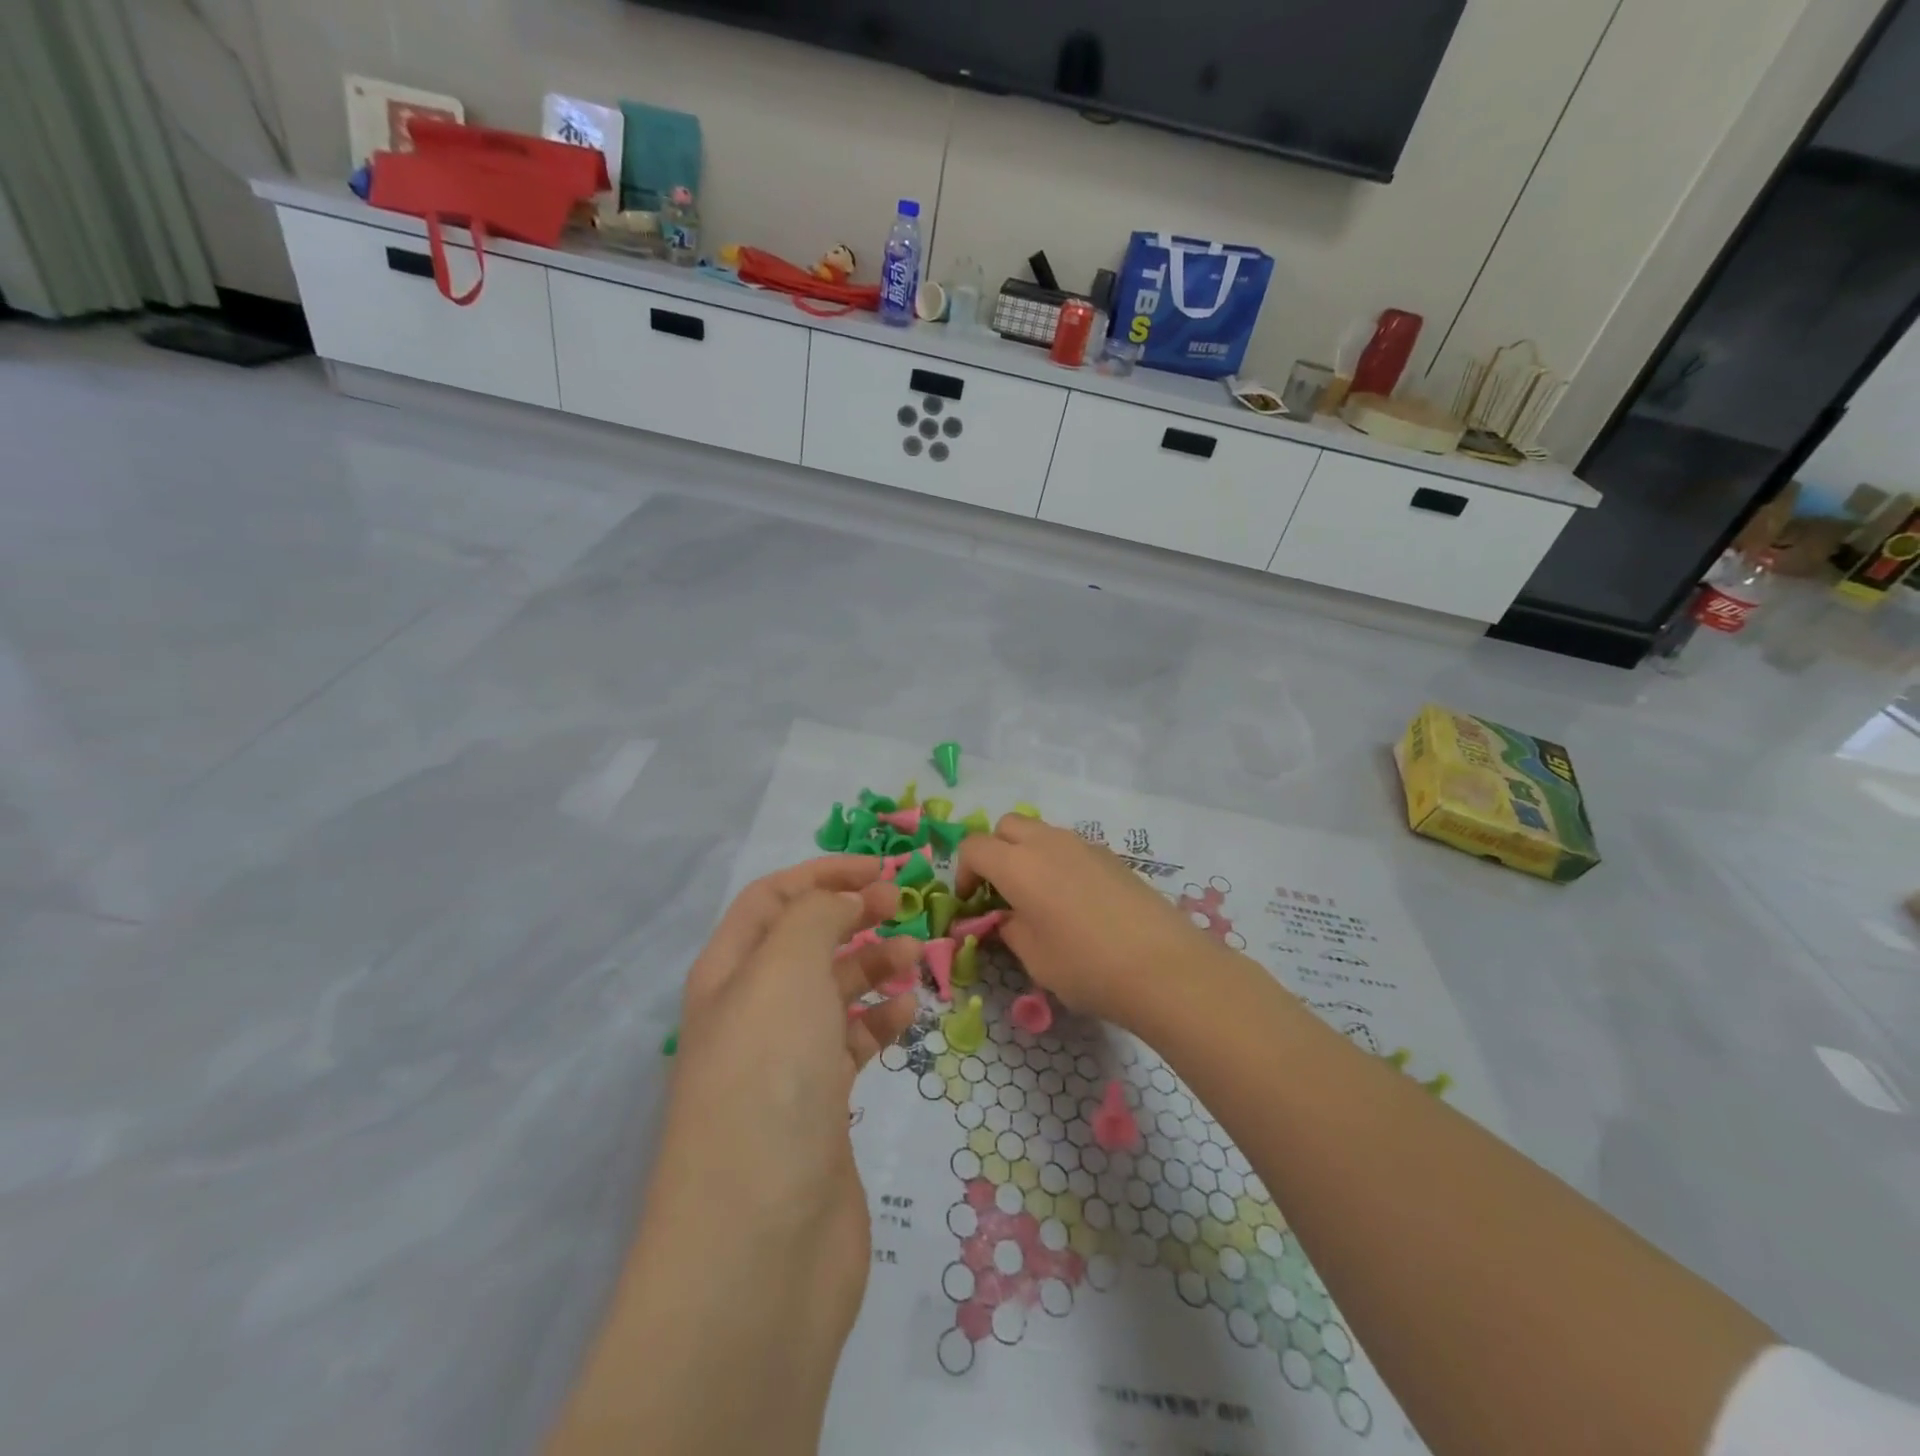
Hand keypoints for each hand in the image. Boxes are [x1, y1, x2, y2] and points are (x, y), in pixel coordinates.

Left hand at [650, 857, 919, 1340]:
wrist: (759, 1245)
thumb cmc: (767, 1080)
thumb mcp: (784, 971)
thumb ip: (817, 915)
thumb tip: (846, 899)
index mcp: (728, 974)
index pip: (772, 899)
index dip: (824, 872)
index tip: (882, 868)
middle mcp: (750, 1012)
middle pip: (805, 941)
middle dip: (853, 913)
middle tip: (906, 907)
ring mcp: (783, 1062)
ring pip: (832, 990)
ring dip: (872, 965)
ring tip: (914, 960)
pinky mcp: (818, 1106)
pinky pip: (851, 1042)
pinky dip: (879, 1020)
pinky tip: (906, 1015)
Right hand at [957, 814, 1228, 1030]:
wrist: (1164, 967)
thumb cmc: (1086, 966)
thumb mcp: (1033, 957)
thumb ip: (1009, 929)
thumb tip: (1005, 918)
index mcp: (1019, 864)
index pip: (974, 847)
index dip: (963, 872)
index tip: (971, 903)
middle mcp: (1048, 842)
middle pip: (1007, 826)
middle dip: (995, 852)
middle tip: (1000, 892)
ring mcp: (1084, 845)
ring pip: (1041, 832)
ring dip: (1027, 854)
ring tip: (1038, 898)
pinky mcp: (1111, 856)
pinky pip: (1070, 847)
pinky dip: (1058, 862)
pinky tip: (1074, 902)